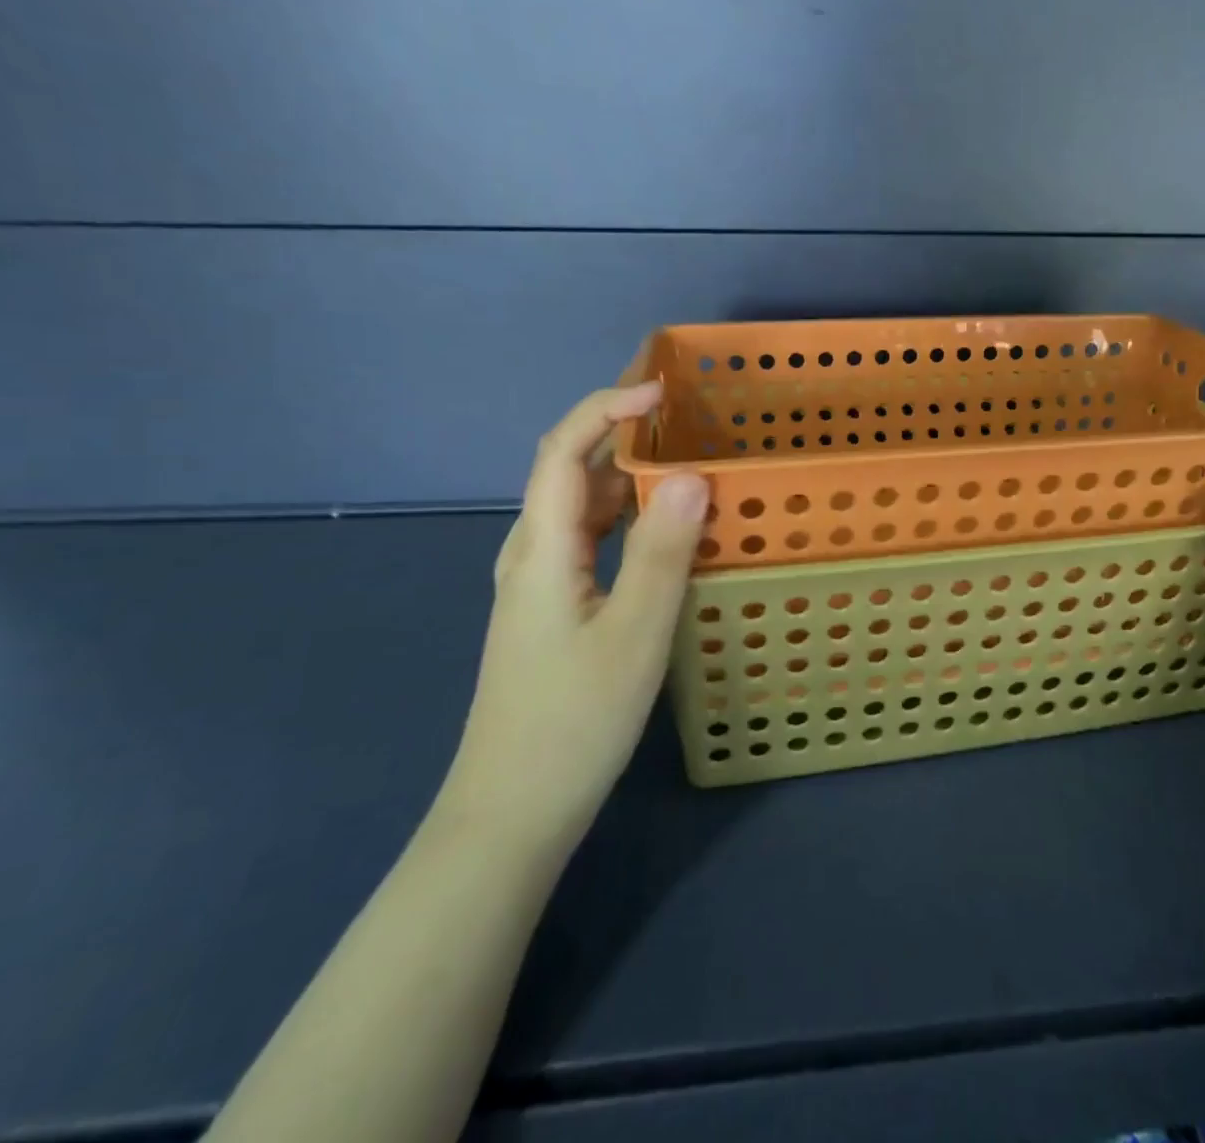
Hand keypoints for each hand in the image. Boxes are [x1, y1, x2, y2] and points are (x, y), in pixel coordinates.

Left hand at [438, 383, 708, 852]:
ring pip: (581, 506)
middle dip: (618, 427)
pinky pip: (590, 538)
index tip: (663, 391)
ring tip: (683, 455)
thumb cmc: (574, 722)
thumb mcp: (634, 633)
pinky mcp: (555, 607)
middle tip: (681, 410)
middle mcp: (532, 552)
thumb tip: (692, 475)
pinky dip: (627, 514)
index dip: (607, 408)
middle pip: (568, 468)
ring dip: (626, 470)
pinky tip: (663, 526)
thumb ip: (662, 552)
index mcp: (542, 548)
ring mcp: (540, 582)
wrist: (512, 812)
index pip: (564, 450)